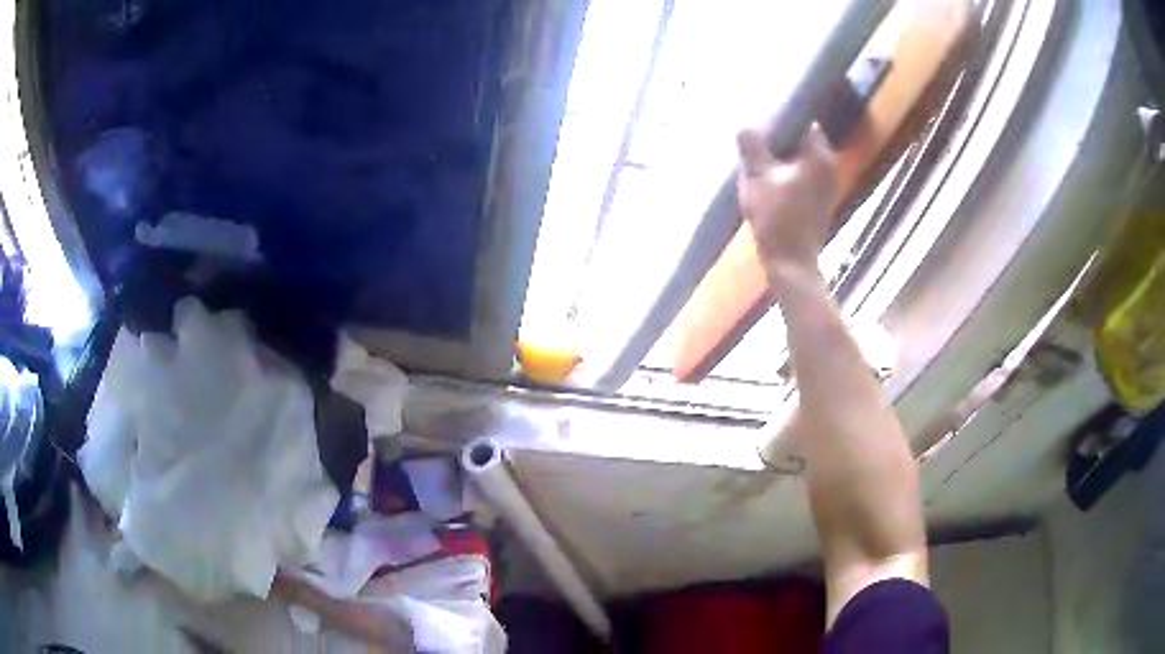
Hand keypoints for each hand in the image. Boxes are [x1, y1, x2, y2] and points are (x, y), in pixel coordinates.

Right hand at [736, 125, 836, 283]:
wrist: (791, 263)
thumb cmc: (777, 217)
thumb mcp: (758, 177)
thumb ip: (751, 146)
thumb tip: (745, 124)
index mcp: (819, 156)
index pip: (803, 122)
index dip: (783, 119)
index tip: (762, 121)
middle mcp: (829, 167)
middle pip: (802, 141)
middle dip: (781, 138)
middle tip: (756, 138)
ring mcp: (826, 186)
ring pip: (801, 160)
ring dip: (782, 157)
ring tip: (758, 157)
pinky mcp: (819, 202)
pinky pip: (802, 175)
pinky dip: (787, 173)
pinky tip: (769, 179)